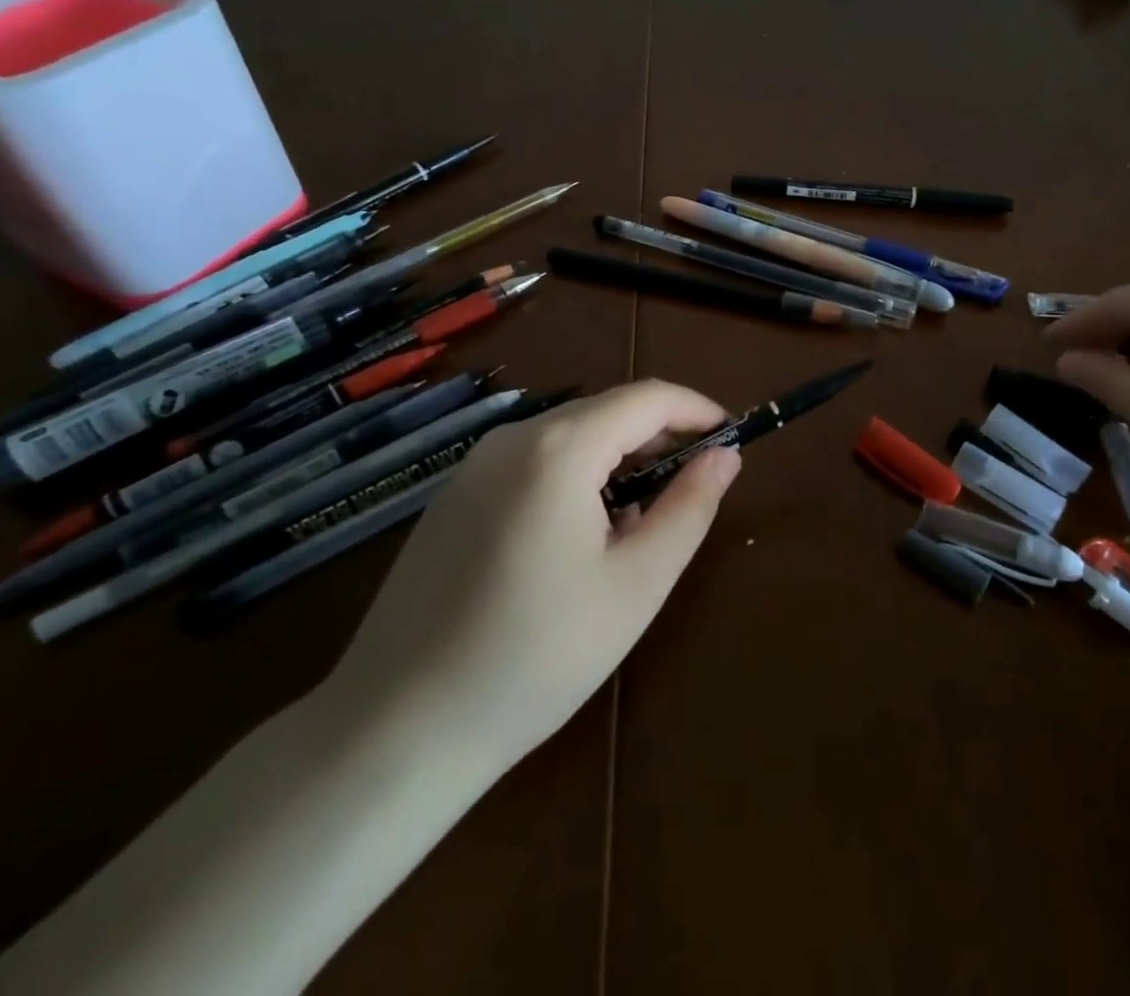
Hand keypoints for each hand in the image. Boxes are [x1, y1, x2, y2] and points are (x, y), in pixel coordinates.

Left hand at [318, 380, 741, 778]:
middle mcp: (512, 438)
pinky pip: (533, 464)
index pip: (647, 398)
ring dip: (618, 462)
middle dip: (660, 438)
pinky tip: (579, 541)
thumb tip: (725, 455)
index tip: (733, 437)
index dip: (698, 410)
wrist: (395, 732)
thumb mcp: (637, 584)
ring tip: (641, 524)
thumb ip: (689, 507)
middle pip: (607, 412)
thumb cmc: (536, 656)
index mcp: (559, 448)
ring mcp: (474, 467)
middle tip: (694, 489)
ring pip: (570, 437)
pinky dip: (575, 479)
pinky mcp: (453, 499)